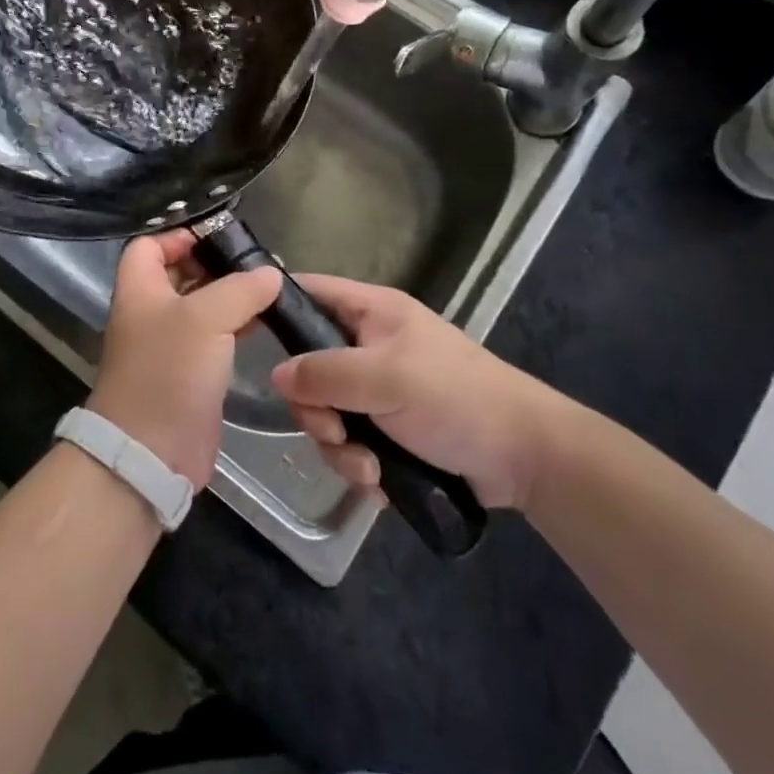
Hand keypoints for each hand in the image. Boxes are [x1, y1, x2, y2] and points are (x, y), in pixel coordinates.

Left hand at [89, 230, 281, 489]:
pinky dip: (237, 325)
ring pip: (201, 306)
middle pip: (179, 273)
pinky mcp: (190, 373)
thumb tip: (270, 273)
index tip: (220, 234)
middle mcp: (151, 311)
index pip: (150, 244)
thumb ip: (240, 289)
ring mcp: (170, 344)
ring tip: (271, 285)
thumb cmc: (169, 371)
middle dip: (215, 264)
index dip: (180, 234)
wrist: (152, 452)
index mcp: (140, 288)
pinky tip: (266, 321)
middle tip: (257, 259)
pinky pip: (214, 337)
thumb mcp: (206, 318)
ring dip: (231, 295)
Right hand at [268, 275, 573, 509]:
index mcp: (370, 313)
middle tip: (333, 430)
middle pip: (308, 367)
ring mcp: (378, 391)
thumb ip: (325, 373)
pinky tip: (380, 482)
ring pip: (326, 413)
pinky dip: (359, 465)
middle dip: (314, 408)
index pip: (309, 291)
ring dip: (338, 446)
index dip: (277, 305)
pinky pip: (349, 444)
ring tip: (368, 467)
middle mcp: (368, 347)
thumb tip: (276, 375)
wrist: (525, 457)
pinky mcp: (388, 432)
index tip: (248, 337)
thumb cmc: (455, 397)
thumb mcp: (386, 378)